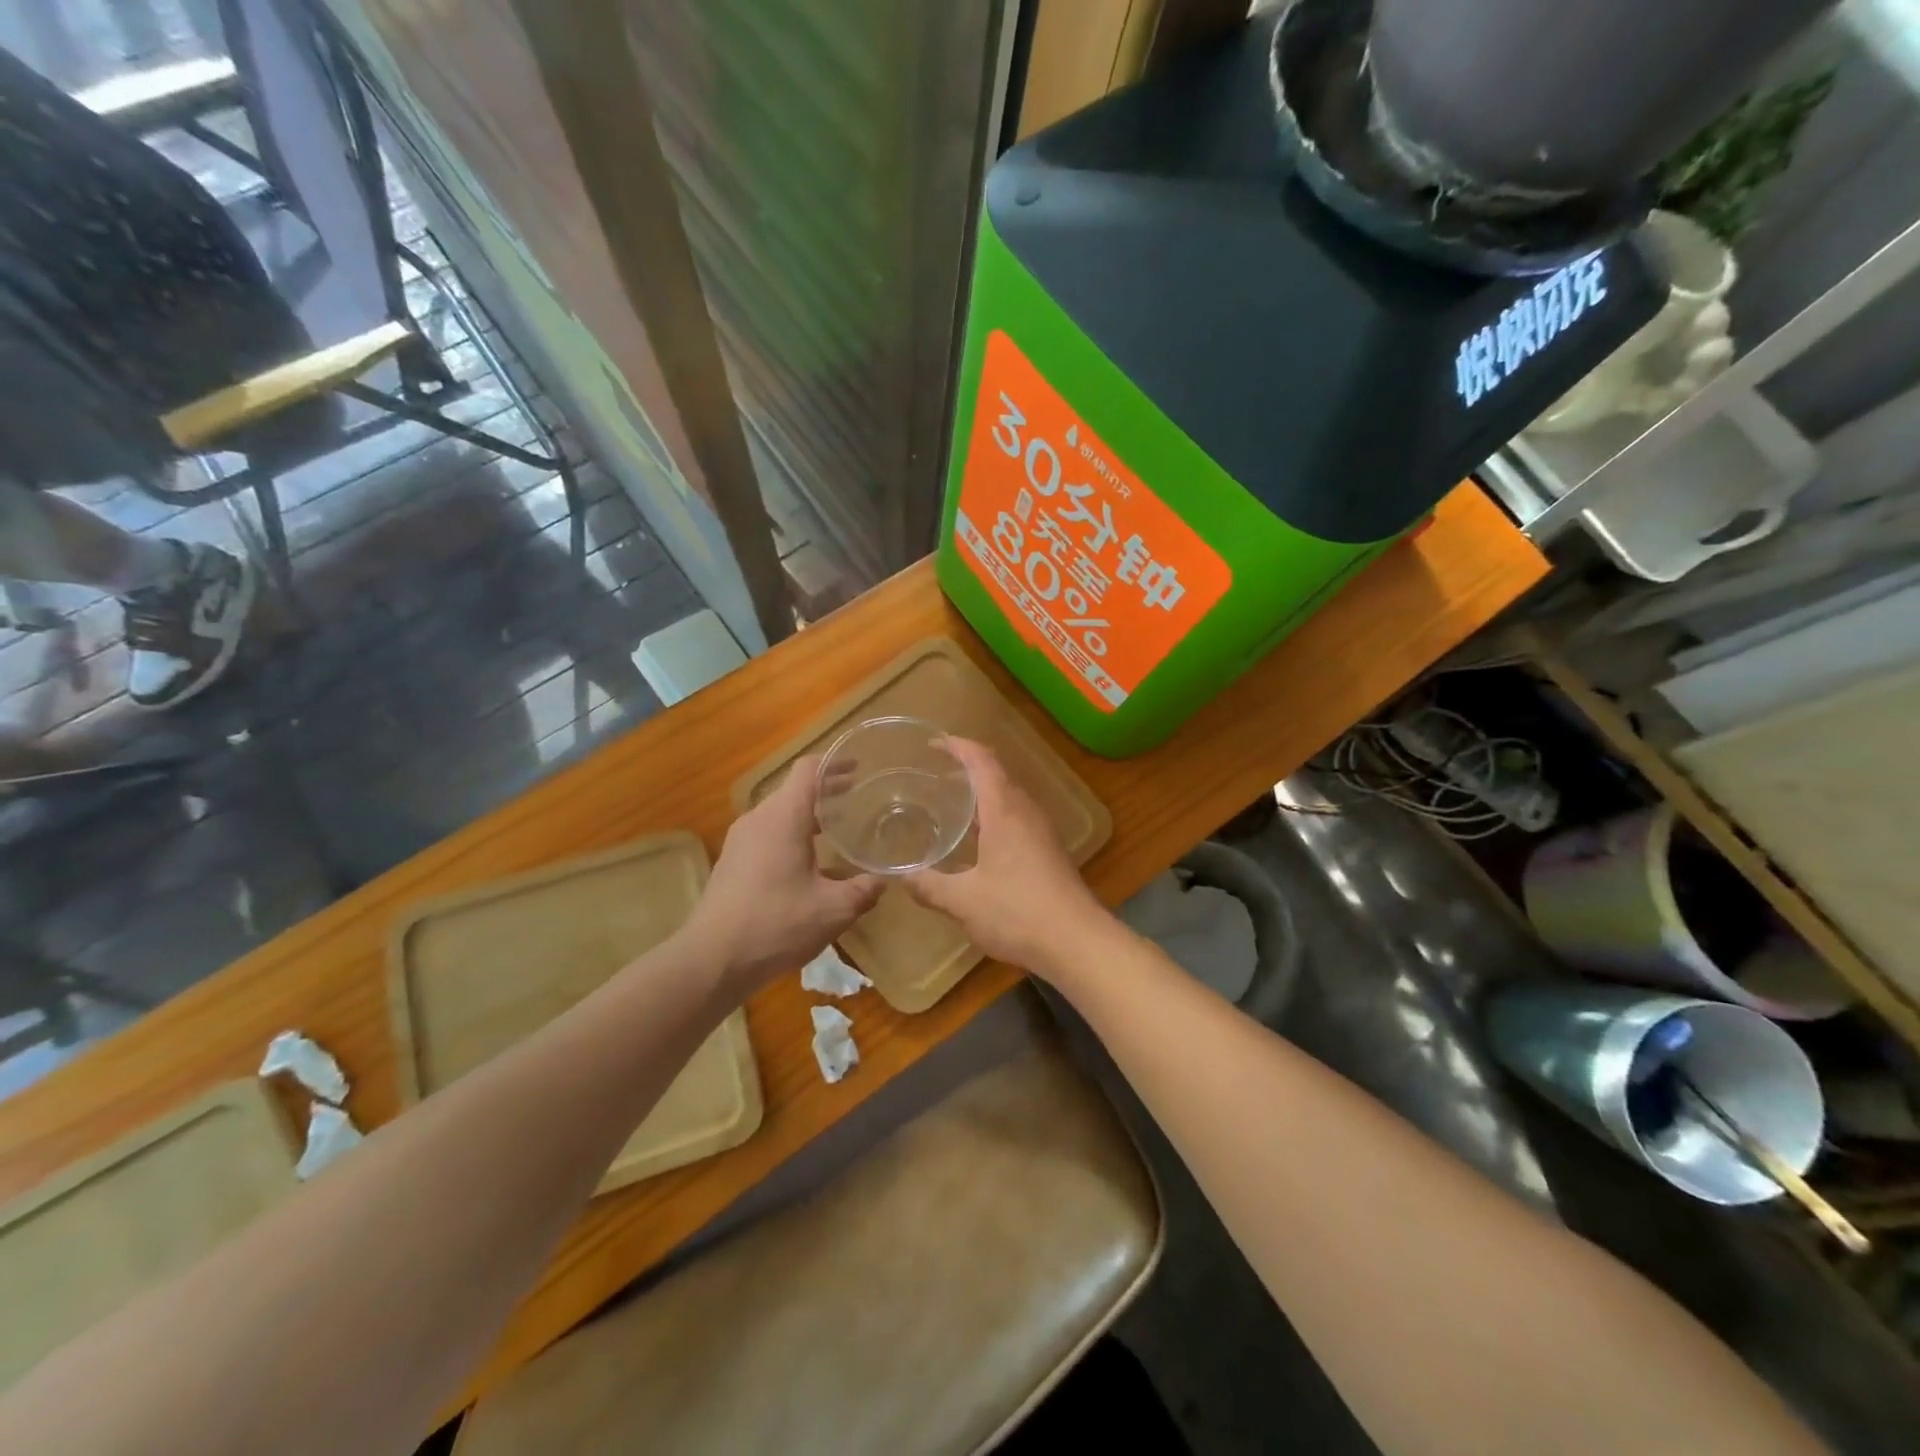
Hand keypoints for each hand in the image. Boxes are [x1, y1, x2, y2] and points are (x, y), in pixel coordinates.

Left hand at [683, 756, 883, 994]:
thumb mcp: (833, 909)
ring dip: (810, 816)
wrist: (712, 960)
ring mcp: (741, 840)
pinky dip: (793, 836)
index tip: (859, 766)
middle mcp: (759, 819)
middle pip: (795, 790)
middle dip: (827, 791)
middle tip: (859, 798)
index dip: (835, 763)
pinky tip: (812, 865)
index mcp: (783, 817)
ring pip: (781, 814)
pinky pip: (768, 835)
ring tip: (839, 829)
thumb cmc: (776, 924)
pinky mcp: (733, 861)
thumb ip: (863, 890)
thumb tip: (883, 881)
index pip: (809, 770)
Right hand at [904, 737, 1106, 975]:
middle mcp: (1025, 812)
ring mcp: (1041, 831)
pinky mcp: (1048, 851)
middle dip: (966, 768)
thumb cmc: (1017, 912)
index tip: (933, 743)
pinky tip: (977, 842)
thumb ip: (929, 886)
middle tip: (934, 775)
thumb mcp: (963, 901)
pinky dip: (993, 816)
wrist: (1077, 942)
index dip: (958, 746)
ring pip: (1008, 798)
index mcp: (1004, 810)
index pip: (981, 760)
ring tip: (951, 804)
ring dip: (981, 794)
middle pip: (996, 774)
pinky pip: (1016, 818)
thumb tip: (900, 876)